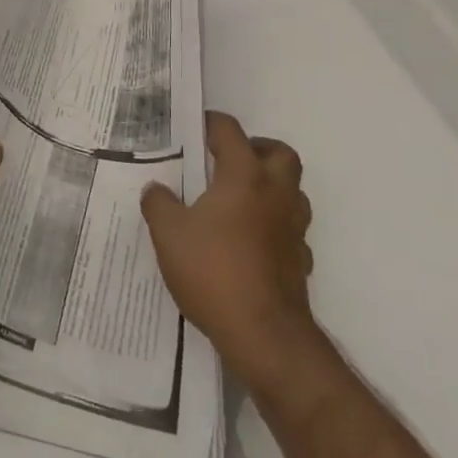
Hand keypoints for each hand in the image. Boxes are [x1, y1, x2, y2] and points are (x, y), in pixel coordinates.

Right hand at [141, 111, 315, 377]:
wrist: (264, 334)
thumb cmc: (213, 271)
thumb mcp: (168, 233)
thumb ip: (159, 204)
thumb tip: (156, 188)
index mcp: (244, 177)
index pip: (230, 132)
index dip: (211, 123)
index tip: (193, 126)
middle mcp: (275, 194)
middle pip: (280, 153)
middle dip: (256, 149)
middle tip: (227, 160)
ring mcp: (293, 228)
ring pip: (292, 191)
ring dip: (270, 186)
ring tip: (236, 199)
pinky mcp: (301, 260)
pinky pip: (290, 229)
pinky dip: (273, 225)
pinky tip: (249, 241)